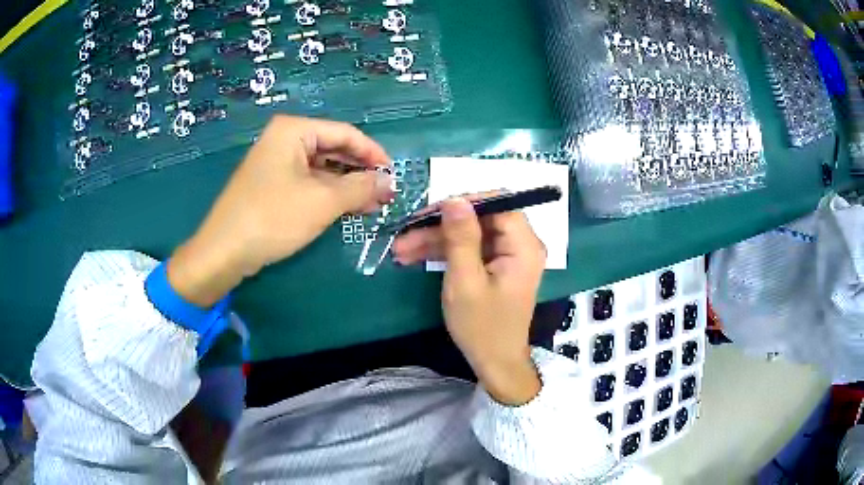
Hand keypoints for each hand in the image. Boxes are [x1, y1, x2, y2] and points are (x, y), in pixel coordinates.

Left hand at [168, 115, 393, 306]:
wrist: (224, 251)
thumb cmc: (273, 217)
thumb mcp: (322, 201)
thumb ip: (360, 188)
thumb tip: (389, 182)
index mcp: (294, 130)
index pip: (345, 133)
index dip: (373, 153)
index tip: (394, 175)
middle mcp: (284, 140)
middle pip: (333, 149)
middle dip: (360, 172)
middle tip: (385, 194)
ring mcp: (276, 163)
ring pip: (322, 168)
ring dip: (347, 186)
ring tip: (372, 205)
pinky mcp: (272, 185)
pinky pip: (308, 183)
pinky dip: (329, 195)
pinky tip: (348, 209)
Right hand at [393, 197, 545, 404]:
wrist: (495, 363)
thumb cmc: (482, 327)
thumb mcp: (465, 281)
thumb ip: (461, 237)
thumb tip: (454, 199)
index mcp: (524, 246)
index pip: (498, 204)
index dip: (464, 202)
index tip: (430, 211)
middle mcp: (521, 246)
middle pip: (480, 219)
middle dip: (441, 225)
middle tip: (405, 233)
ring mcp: (508, 256)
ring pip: (470, 234)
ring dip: (436, 239)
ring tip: (401, 249)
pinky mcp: (496, 267)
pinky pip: (470, 249)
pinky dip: (445, 253)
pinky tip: (415, 256)